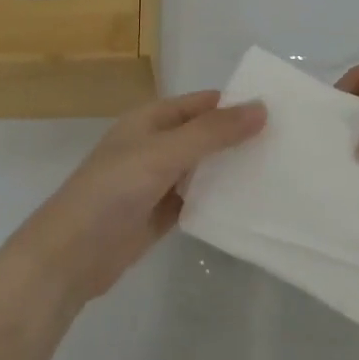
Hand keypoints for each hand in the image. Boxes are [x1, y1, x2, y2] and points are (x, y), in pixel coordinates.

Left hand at [9, 91, 265, 305]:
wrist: (69, 256)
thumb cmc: (112, 191)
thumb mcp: (164, 153)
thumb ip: (212, 132)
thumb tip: (262, 108)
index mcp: (151, 119)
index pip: (203, 103)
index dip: (237, 104)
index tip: (281, 111)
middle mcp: (156, 145)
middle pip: (206, 134)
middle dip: (240, 137)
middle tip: (289, 144)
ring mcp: (158, 181)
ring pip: (204, 168)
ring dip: (233, 169)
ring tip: (280, 171)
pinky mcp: (161, 214)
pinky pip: (198, 199)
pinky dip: (220, 199)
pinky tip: (251, 203)